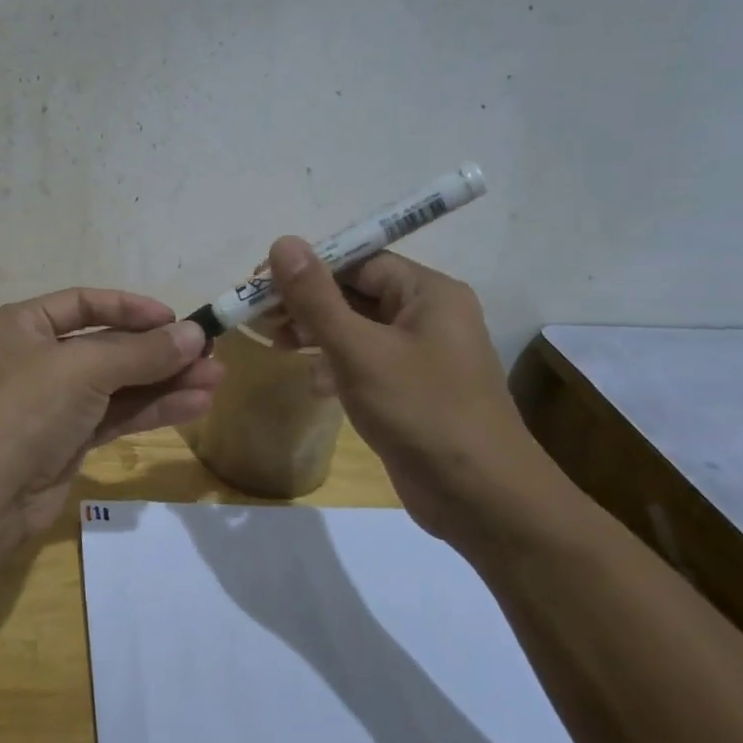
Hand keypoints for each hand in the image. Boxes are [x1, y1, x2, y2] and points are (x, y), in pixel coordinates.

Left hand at [0, 290, 223, 532]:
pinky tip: (195, 405)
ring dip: (165, 381)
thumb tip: (196, 334)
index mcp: (21, 325)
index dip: (131, 308)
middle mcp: (35, 358)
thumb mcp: (84, 368)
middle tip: (210, 353)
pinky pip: (116, 414)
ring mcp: (52, 402)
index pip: (83, 303)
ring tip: (216, 379)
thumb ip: (143, 352)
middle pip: (107, 346)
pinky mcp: (69, 439)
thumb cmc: (26, 409)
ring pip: (118, 384)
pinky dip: (153, 409)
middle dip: (159, 351)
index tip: (175, 318)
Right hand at [266, 236, 555, 544]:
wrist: (483, 500)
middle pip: (356, 293)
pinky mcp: (412, 390)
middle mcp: (429, 315)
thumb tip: (283, 242)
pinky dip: (336, 366)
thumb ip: (317, 298)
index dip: (307, 268)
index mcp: (428, 293)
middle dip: (307, 304)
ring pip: (358, 330)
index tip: (260, 284)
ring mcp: (422, 356)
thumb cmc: (422, 412)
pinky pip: (366, 363)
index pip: (359, 261)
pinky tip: (313, 385)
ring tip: (276, 345)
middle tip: (261, 319)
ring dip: (316, 334)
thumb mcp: (360, 351)